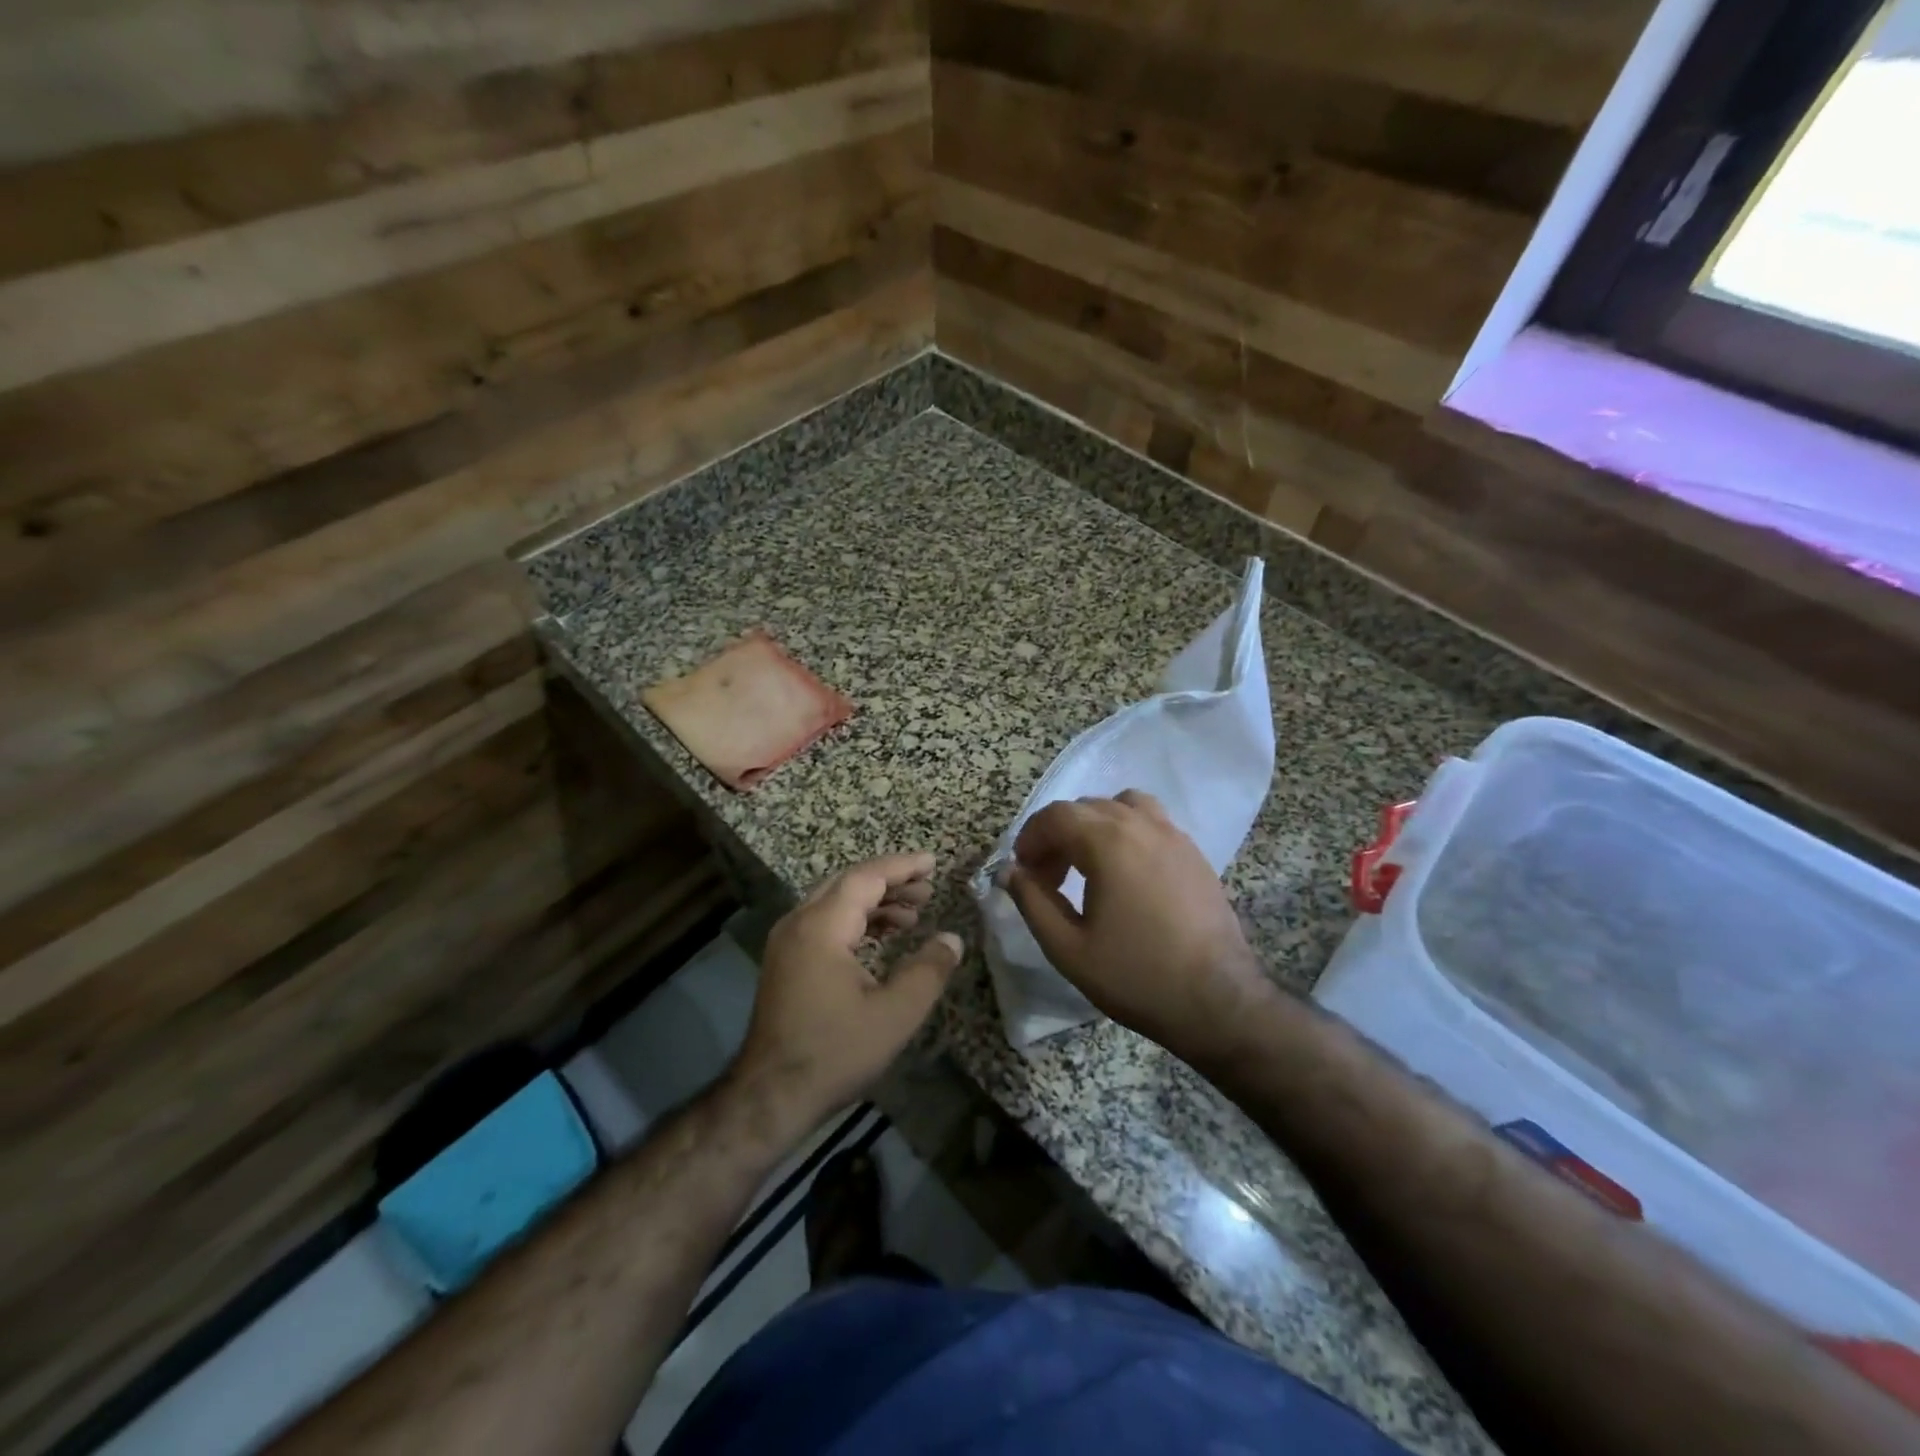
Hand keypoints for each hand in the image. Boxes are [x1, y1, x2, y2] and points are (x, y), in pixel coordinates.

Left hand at [732, 852, 961, 1139]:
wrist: (769, 1096)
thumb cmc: (834, 1053)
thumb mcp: (894, 1015)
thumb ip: (928, 971)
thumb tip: (952, 939)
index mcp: (821, 927)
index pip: (865, 877)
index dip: (902, 867)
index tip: (933, 863)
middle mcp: (798, 923)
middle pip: (848, 883)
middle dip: (890, 881)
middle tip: (928, 888)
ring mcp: (787, 941)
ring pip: (834, 902)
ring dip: (874, 902)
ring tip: (913, 914)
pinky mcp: (785, 961)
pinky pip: (824, 922)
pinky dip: (856, 920)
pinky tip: (882, 937)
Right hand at [1004, 791, 1273, 1067]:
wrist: (1217, 1001)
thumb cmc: (1135, 976)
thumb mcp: (1068, 948)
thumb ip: (1032, 902)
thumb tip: (1009, 871)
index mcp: (1108, 842)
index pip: (1056, 816)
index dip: (1031, 838)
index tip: (1023, 871)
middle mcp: (1142, 826)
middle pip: (1086, 807)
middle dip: (1058, 834)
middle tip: (1049, 877)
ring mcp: (1174, 836)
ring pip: (1123, 805)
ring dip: (1096, 825)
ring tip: (1089, 864)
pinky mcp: (1195, 854)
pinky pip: (1152, 822)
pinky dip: (1127, 831)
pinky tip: (1126, 875)